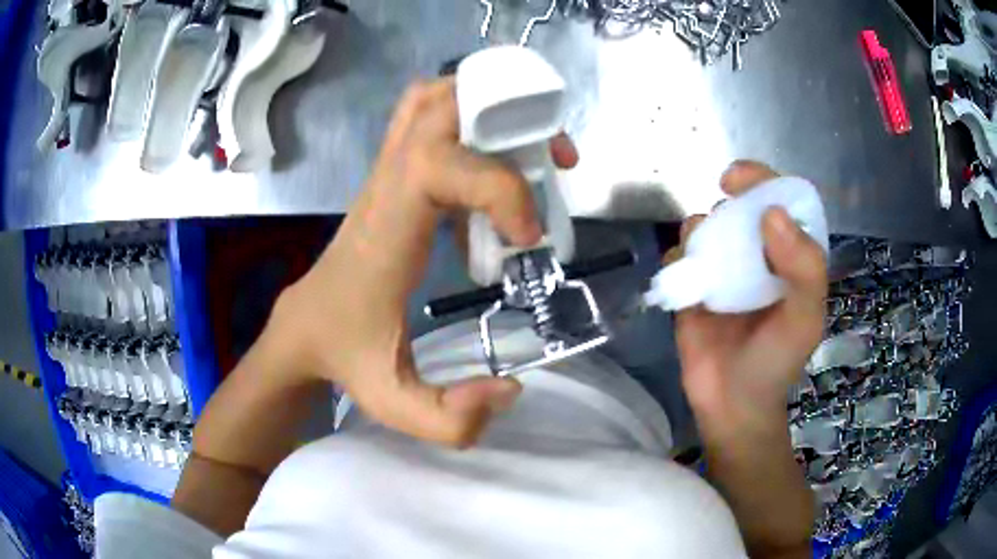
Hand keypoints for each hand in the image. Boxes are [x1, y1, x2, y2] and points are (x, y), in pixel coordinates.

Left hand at [263, 78, 578, 446]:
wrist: (304, 326)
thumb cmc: (345, 356)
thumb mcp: (393, 404)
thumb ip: (450, 419)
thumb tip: (511, 388)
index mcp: (386, 230)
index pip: (436, 163)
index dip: (498, 186)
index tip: (527, 237)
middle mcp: (386, 186)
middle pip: (436, 106)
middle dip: (505, 118)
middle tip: (550, 162)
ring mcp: (387, 172)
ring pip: (431, 100)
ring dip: (488, 108)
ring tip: (531, 152)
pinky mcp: (394, 175)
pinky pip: (428, 119)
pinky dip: (470, 121)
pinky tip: (494, 172)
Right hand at [670, 161, 826, 434]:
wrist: (731, 405)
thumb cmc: (776, 361)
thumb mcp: (804, 318)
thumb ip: (804, 267)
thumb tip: (771, 213)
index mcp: (790, 253)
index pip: (779, 200)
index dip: (760, 180)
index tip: (736, 180)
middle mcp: (756, 253)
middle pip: (737, 206)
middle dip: (725, 205)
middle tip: (717, 226)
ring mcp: (723, 268)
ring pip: (704, 225)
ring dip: (699, 233)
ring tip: (703, 266)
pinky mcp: (692, 286)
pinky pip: (678, 256)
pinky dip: (678, 260)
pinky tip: (685, 285)